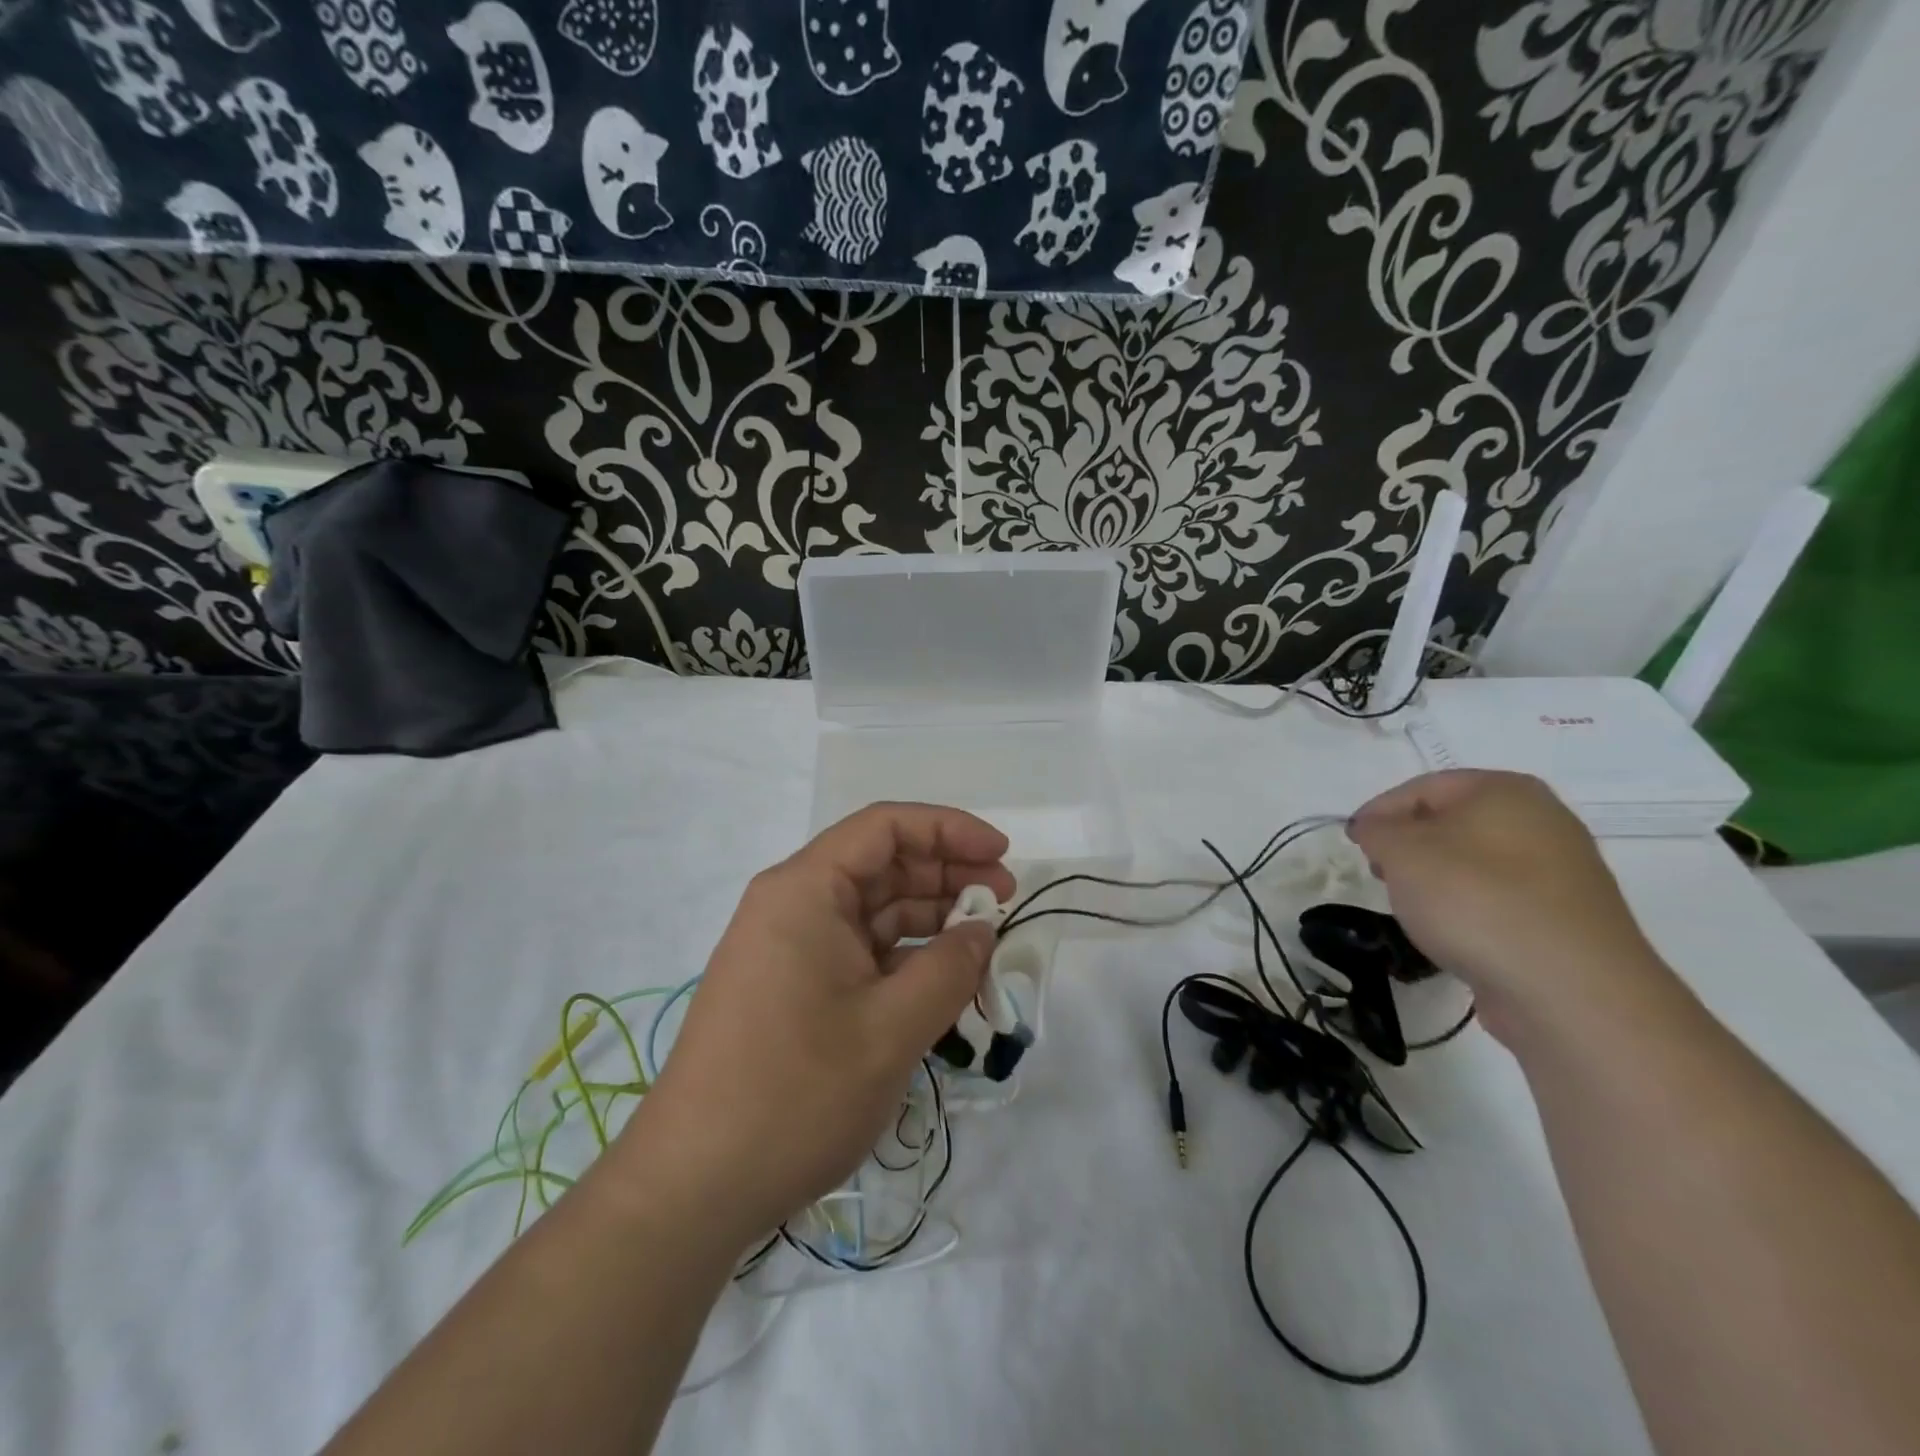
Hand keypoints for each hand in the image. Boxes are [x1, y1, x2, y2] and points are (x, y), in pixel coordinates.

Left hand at [614, 803, 1013, 1252]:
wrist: (692, 1187)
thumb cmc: (795, 1094)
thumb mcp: (891, 1029)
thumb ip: (950, 968)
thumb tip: (982, 931)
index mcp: (805, 889)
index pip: (886, 826)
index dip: (950, 830)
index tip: (1003, 857)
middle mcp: (792, 904)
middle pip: (881, 864)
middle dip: (946, 876)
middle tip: (1004, 904)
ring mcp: (788, 947)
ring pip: (872, 911)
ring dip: (930, 920)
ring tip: (983, 945)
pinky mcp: (790, 987)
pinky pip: (857, 951)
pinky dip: (903, 958)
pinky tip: (941, 981)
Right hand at [1347, 770, 1677, 1044]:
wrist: (1570, 990)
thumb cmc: (1475, 900)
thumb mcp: (1402, 852)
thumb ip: (1377, 830)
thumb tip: (1378, 830)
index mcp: (1505, 790)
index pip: (1422, 788)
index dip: (1379, 812)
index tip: (1352, 843)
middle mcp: (1543, 820)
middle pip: (1452, 823)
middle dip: (1409, 847)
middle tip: (1380, 874)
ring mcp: (1563, 872)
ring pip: (1476, 863)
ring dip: (1437, 881)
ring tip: (1414, 911)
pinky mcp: (1568, 919)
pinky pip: (1501, 901)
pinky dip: (1470, 910)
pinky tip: (1454, 936)